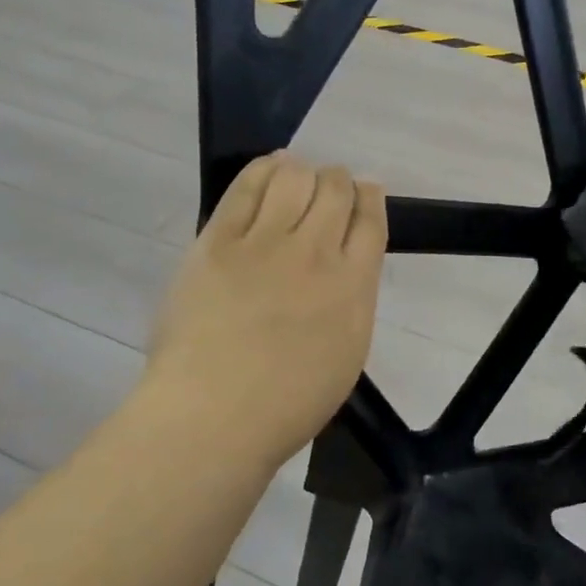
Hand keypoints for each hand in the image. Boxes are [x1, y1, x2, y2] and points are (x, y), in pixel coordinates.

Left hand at [144, 153, 386, 466]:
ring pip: (295, 177)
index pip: (371, 220)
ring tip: (295, 178)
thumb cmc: (287, 404)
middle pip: (336, 189)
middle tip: (328, 189)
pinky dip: (264, 169)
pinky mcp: (218, 240)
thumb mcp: (346, 354)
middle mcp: (316, 253)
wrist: (214, 416)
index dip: (370, 197)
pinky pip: (247, 185)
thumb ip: (351, 301)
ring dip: (302, 171)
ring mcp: (265, 243)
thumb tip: (344, 267)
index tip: (365, 192)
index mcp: (354, 287)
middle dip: (338, 181)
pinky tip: (268, 170)